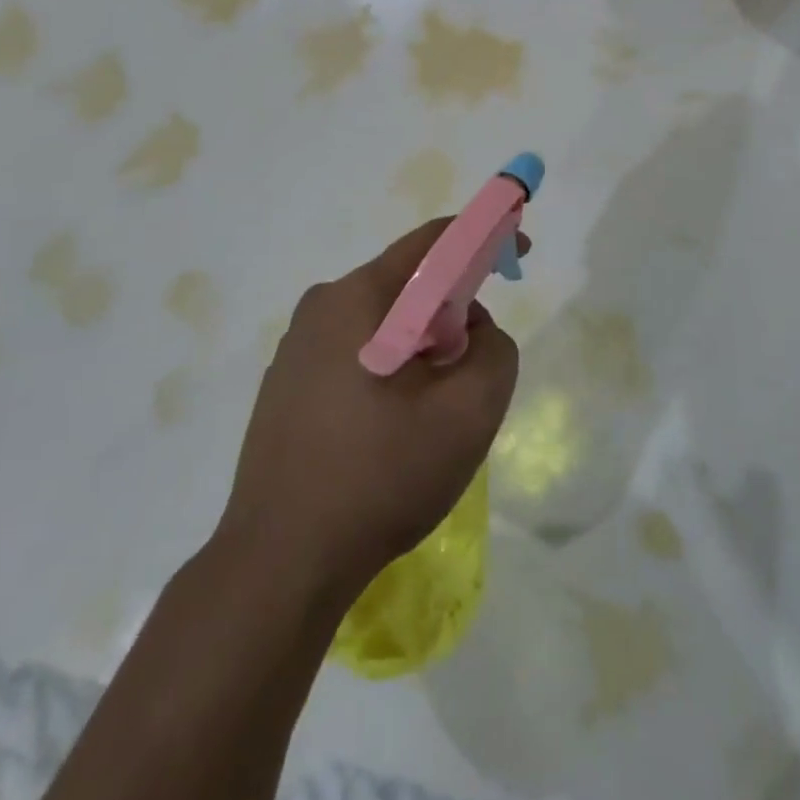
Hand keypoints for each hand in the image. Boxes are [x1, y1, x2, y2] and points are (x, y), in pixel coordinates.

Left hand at [218, 220, 524, 605]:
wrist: (280, 562)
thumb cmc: (380, 477)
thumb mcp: (468, 413)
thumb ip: (495, 350)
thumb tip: (472, 329)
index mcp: (358, 296)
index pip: (433, 242)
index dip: (485, 238)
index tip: (518, 255)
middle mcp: (320, 306)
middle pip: (407, 285)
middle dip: (452, 313)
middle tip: (471, 370)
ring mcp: (296, 346)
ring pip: (382, 323)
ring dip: (421, 348)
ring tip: (430, 413)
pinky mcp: (286, 384)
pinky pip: (354, 353)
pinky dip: (389, 369)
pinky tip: (390, 431)